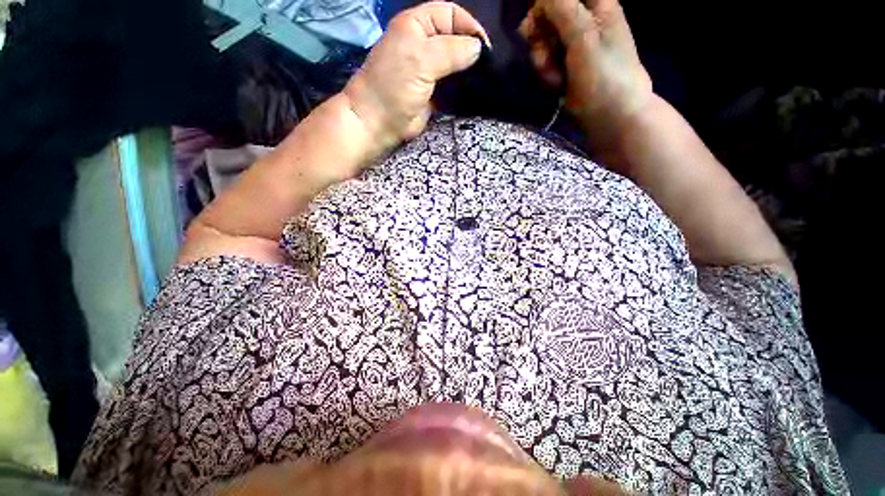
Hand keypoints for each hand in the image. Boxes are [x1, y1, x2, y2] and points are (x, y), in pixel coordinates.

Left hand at [343, 2, 489, 154]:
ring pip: (455, 63)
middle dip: (471, 50)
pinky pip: (453, 86)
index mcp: (416, 25)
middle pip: (455, 38)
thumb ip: (451, 50)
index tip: (485, 48)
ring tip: (483, 80)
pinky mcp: (433, 93)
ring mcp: (429, 70)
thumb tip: (478, 49)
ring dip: (468, 71)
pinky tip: (473, 92)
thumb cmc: (394, 86)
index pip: (450, 14)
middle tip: (486, 67)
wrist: (379, 122)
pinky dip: (463, 88)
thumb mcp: (421, 59)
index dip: (469, 26)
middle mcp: (423, 44)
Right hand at [519, 0, 652, 144]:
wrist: (611, 117)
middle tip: (544, 55)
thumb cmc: (604, 77)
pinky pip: (545, 60)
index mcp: (596, 5)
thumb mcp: (585, 38)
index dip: (544, 6)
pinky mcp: (565, 65)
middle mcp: (583, 20)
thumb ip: (563, 10)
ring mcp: (573, 44)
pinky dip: (546, 72)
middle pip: (547, 15)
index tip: (536, 23)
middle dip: (539, 36)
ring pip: (542, 40)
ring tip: (555, 77)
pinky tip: (556, 84)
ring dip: (542, 60)